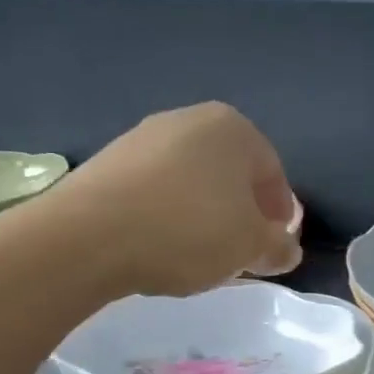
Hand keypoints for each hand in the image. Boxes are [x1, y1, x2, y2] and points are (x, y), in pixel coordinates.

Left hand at [49, 102, 300, 296]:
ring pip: (193, 182)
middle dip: (241, 213)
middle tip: (239, 253)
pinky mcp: (110, 161)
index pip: (273, 174)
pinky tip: (161, 245)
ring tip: (198, 254)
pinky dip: (168, 214)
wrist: (88, 236)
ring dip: (204, 215)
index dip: (279, 216)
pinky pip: (156, 190)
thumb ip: (278, 247)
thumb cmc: (189, 231)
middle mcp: (190, 120)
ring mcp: (144, 137)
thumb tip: (286, 249)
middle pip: (231, 174)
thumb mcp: (250, 247)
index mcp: (234, 129)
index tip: (273, 248)